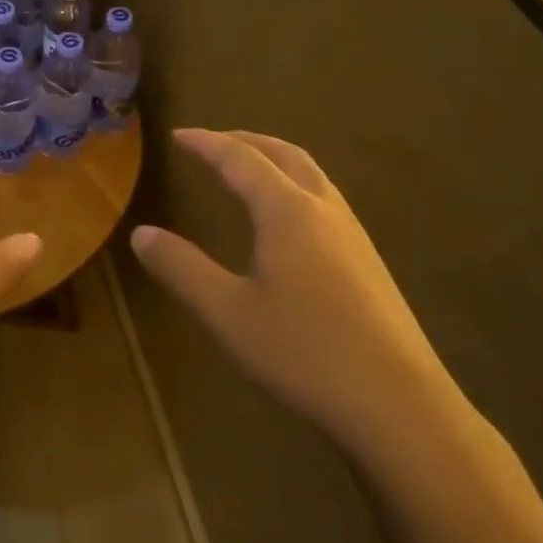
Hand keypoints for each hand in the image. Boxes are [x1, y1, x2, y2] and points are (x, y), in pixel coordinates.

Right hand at [130, 129, 459, 456]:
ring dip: (274, 159)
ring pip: (312, 175)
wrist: (401, 407)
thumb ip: (181, 268)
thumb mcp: (227, 312)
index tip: (177, 135)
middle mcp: (323, 210)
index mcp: (287, 212)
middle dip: (245, 141)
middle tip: (212, 142)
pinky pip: (325, 199)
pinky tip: (288, 220)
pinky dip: (295, 185)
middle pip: (284, 154)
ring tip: (247, 169)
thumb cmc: (304, 353)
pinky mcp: (369, 263)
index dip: (206, 143)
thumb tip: (141, 233)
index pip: (240, 159)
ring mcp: (353, 235)